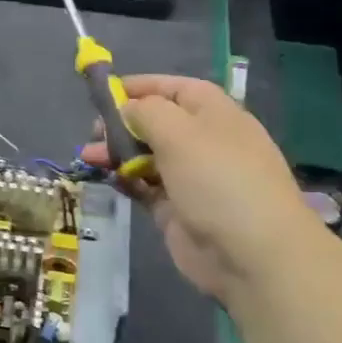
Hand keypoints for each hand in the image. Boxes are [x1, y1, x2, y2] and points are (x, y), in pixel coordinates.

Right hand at [82, 75, 322, 311]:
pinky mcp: (177, 209)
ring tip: (88, 157)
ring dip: (116, 152)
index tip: (104, 92)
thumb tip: (128, 109)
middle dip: (122, 123)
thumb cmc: (218, 179)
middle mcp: (203, 140)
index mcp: (213, 113)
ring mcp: (191, 177)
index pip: (173, 88)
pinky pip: (145, 186)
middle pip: (155, 122)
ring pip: (146, 155)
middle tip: (93, 132)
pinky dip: (126, 179)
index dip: (140, 87)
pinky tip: (107, 177)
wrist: (253, 255)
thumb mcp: (179, 132)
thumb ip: (146, 111)